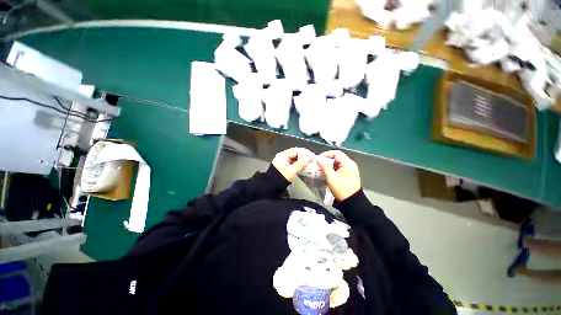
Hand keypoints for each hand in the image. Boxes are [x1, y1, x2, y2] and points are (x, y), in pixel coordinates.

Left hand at [272, 147, 313, 181]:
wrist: (272, 187)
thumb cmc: (281, 179)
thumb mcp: (292, 171)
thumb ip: (301, 163)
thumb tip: (309, 156)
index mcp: (282, 155)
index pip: (295, 150)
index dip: (304, 152)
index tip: (312, 155)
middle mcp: (282, 156)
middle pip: (295, 153)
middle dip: (304, 156)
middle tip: (312, 159)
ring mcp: (283, 161)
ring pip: (294, 158)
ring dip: (302, 160)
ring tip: (310, 162)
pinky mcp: (284, 166)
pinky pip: (293, 162)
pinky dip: (299, 163)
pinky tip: (304, 166)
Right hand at [317, 150, 360, 201]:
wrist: (351, 202)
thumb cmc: (341, 188)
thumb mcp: (331, 177)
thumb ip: (324, 166)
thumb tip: (318, 158)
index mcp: (348, 163)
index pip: (336, 153)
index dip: (326, 154)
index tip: (318, 159)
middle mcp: (350, 164)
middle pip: (337, 157)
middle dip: (327, 160)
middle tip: (318, 164)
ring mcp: (350, 169)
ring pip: (337, 163)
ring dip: (329, 165)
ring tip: (321, 169)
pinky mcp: (348, 174)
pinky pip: (339, 168)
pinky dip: (332, 169)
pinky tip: (327, 173)